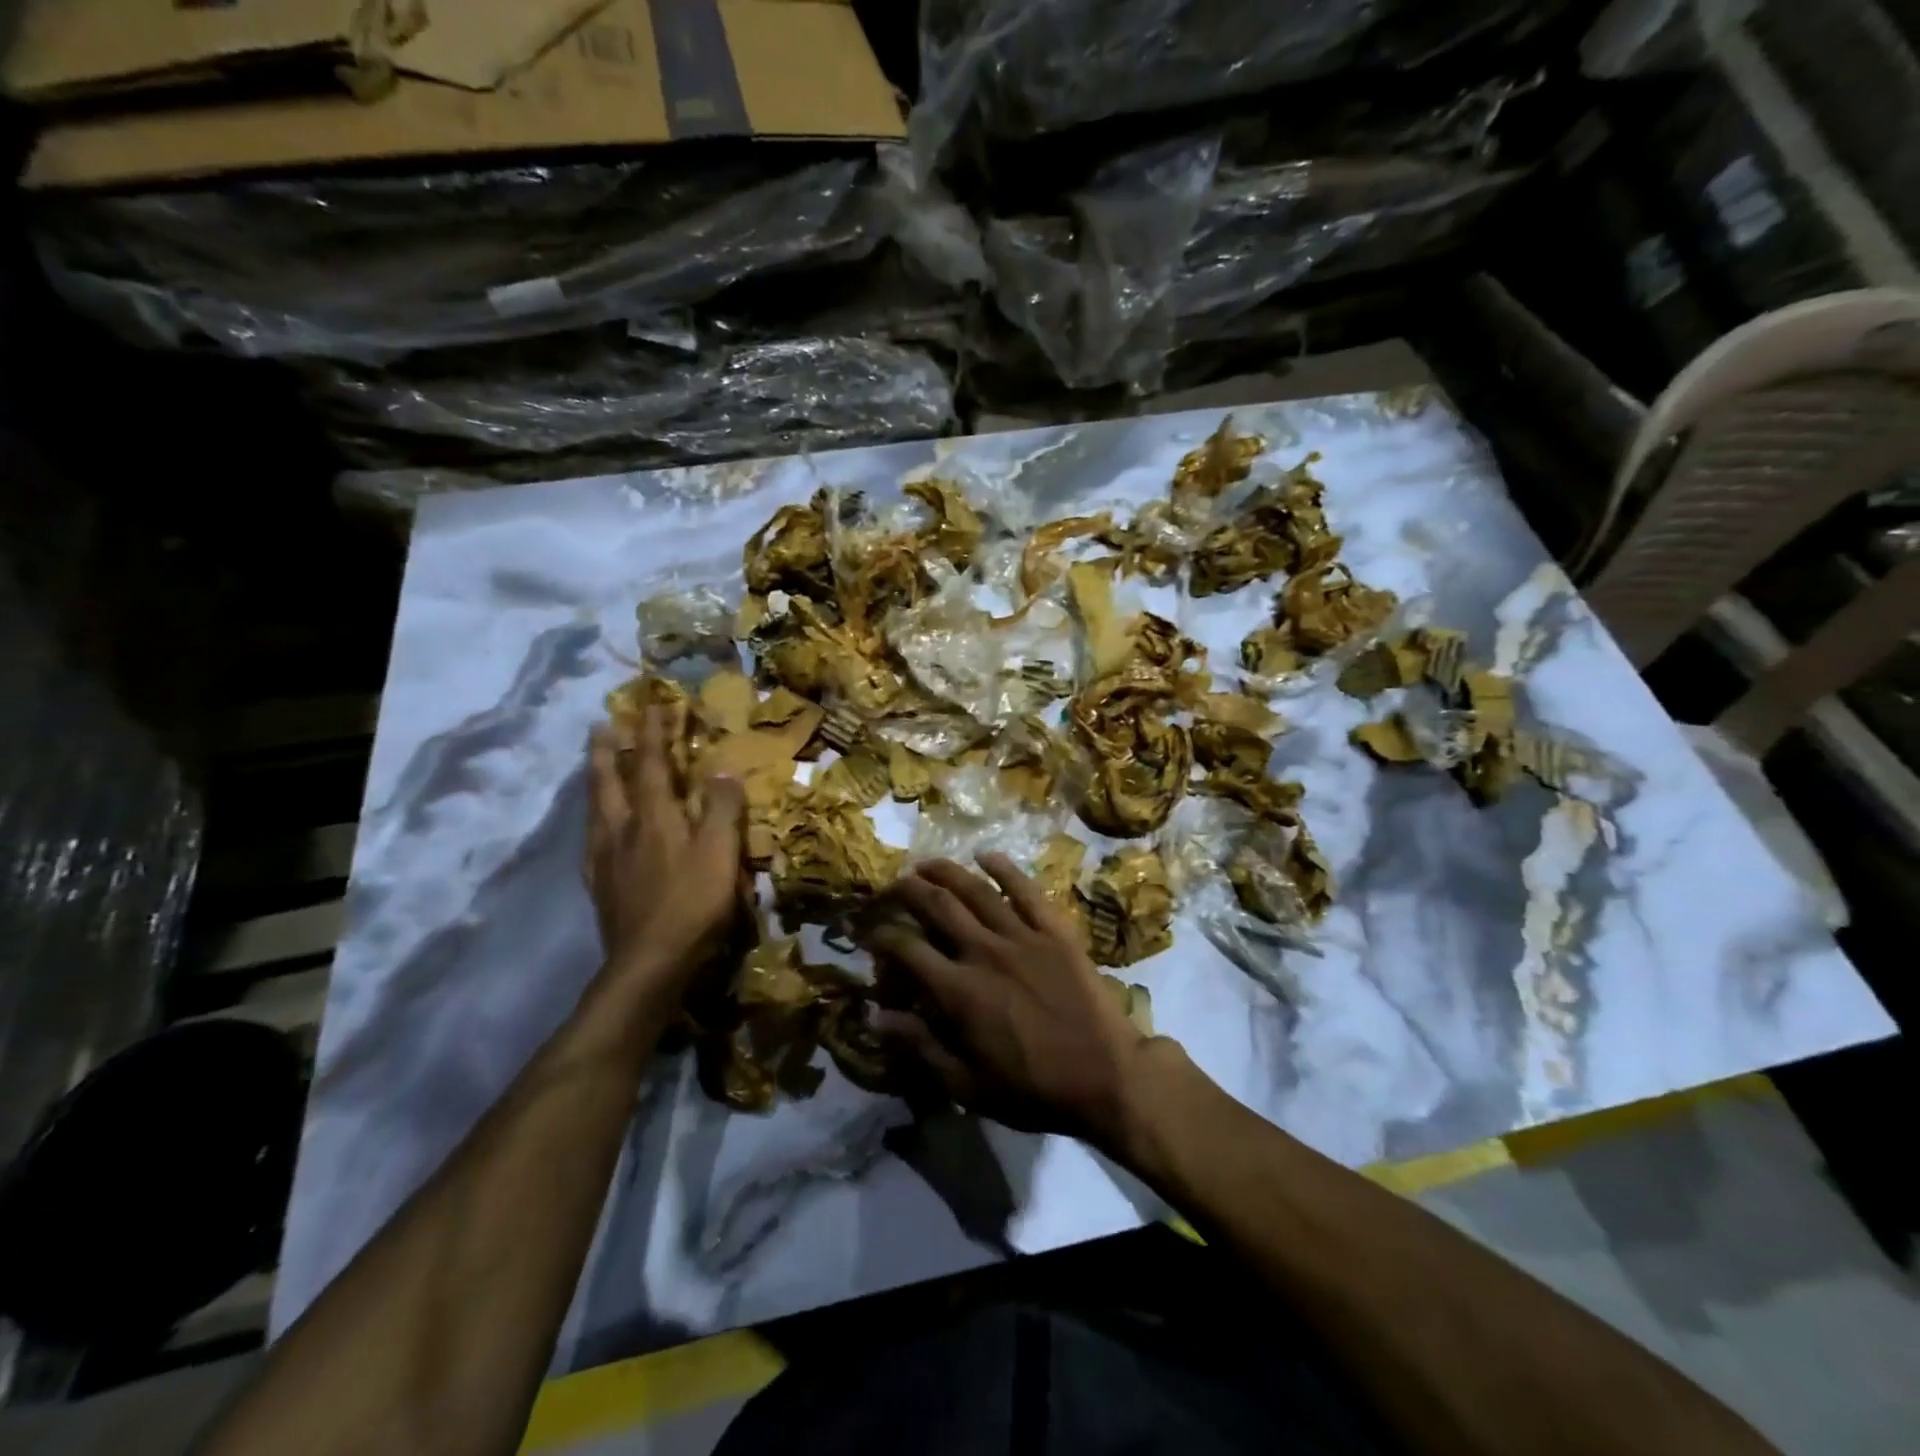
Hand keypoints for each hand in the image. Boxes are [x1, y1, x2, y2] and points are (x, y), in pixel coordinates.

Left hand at [586, 707, 747, 988]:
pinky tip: (595, 830)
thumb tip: (723, 771)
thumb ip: (723, 809)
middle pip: (609, 780)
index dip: (653, 733)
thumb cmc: (693, 903)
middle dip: (607, 749)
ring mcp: (605, 859)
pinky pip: (592, 841)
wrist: (650, 964)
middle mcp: (622, 830)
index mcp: (654, 817)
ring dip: (595, 779)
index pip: (651, 764)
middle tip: (601, 724)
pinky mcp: (600, 886)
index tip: (653, 704)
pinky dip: (593, 822)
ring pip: (595, 808)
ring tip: (593, 764)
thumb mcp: (721, 853)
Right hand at [862, 853, 1163, 1150]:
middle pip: (938, 906)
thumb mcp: (968, 1084)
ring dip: (947, 872)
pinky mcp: (1055, 930)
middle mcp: (984, 952)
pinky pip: (1026, 890)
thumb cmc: (1033, 1089)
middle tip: (895, 882)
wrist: (1107, 1076)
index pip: (908, 949)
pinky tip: (986, 855)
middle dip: (909, 889)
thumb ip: (921, 1046)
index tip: (870, 930)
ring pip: (977, 891)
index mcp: (959, 992)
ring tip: (927, 863)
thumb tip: (875, 1017)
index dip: (882, 935)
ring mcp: (1023, 936)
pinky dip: (1004, 868)